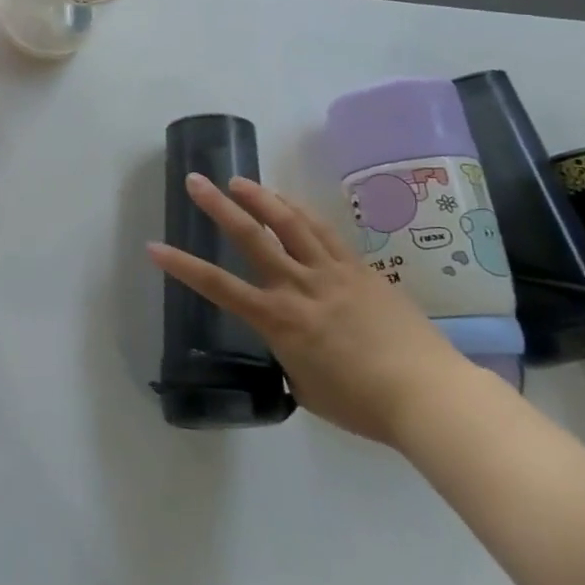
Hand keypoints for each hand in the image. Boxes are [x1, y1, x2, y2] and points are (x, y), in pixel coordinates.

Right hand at [147, 174, 470, 446]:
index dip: (182, 266)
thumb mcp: (306, 386)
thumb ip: (288, 355)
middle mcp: (300, 286)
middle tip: (195, 181)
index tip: (154, 247)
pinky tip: (289, 202)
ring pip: (291, 224)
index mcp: (279, 320)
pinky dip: (301, 212)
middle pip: (253, 237)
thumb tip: (289, 343)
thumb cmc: (362, 404)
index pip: (218, 286)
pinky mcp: (361, 270)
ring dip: (261, 198)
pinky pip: (325, 232)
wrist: (431, 396)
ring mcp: (333, 273)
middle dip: (218, 207)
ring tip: (238, 180)